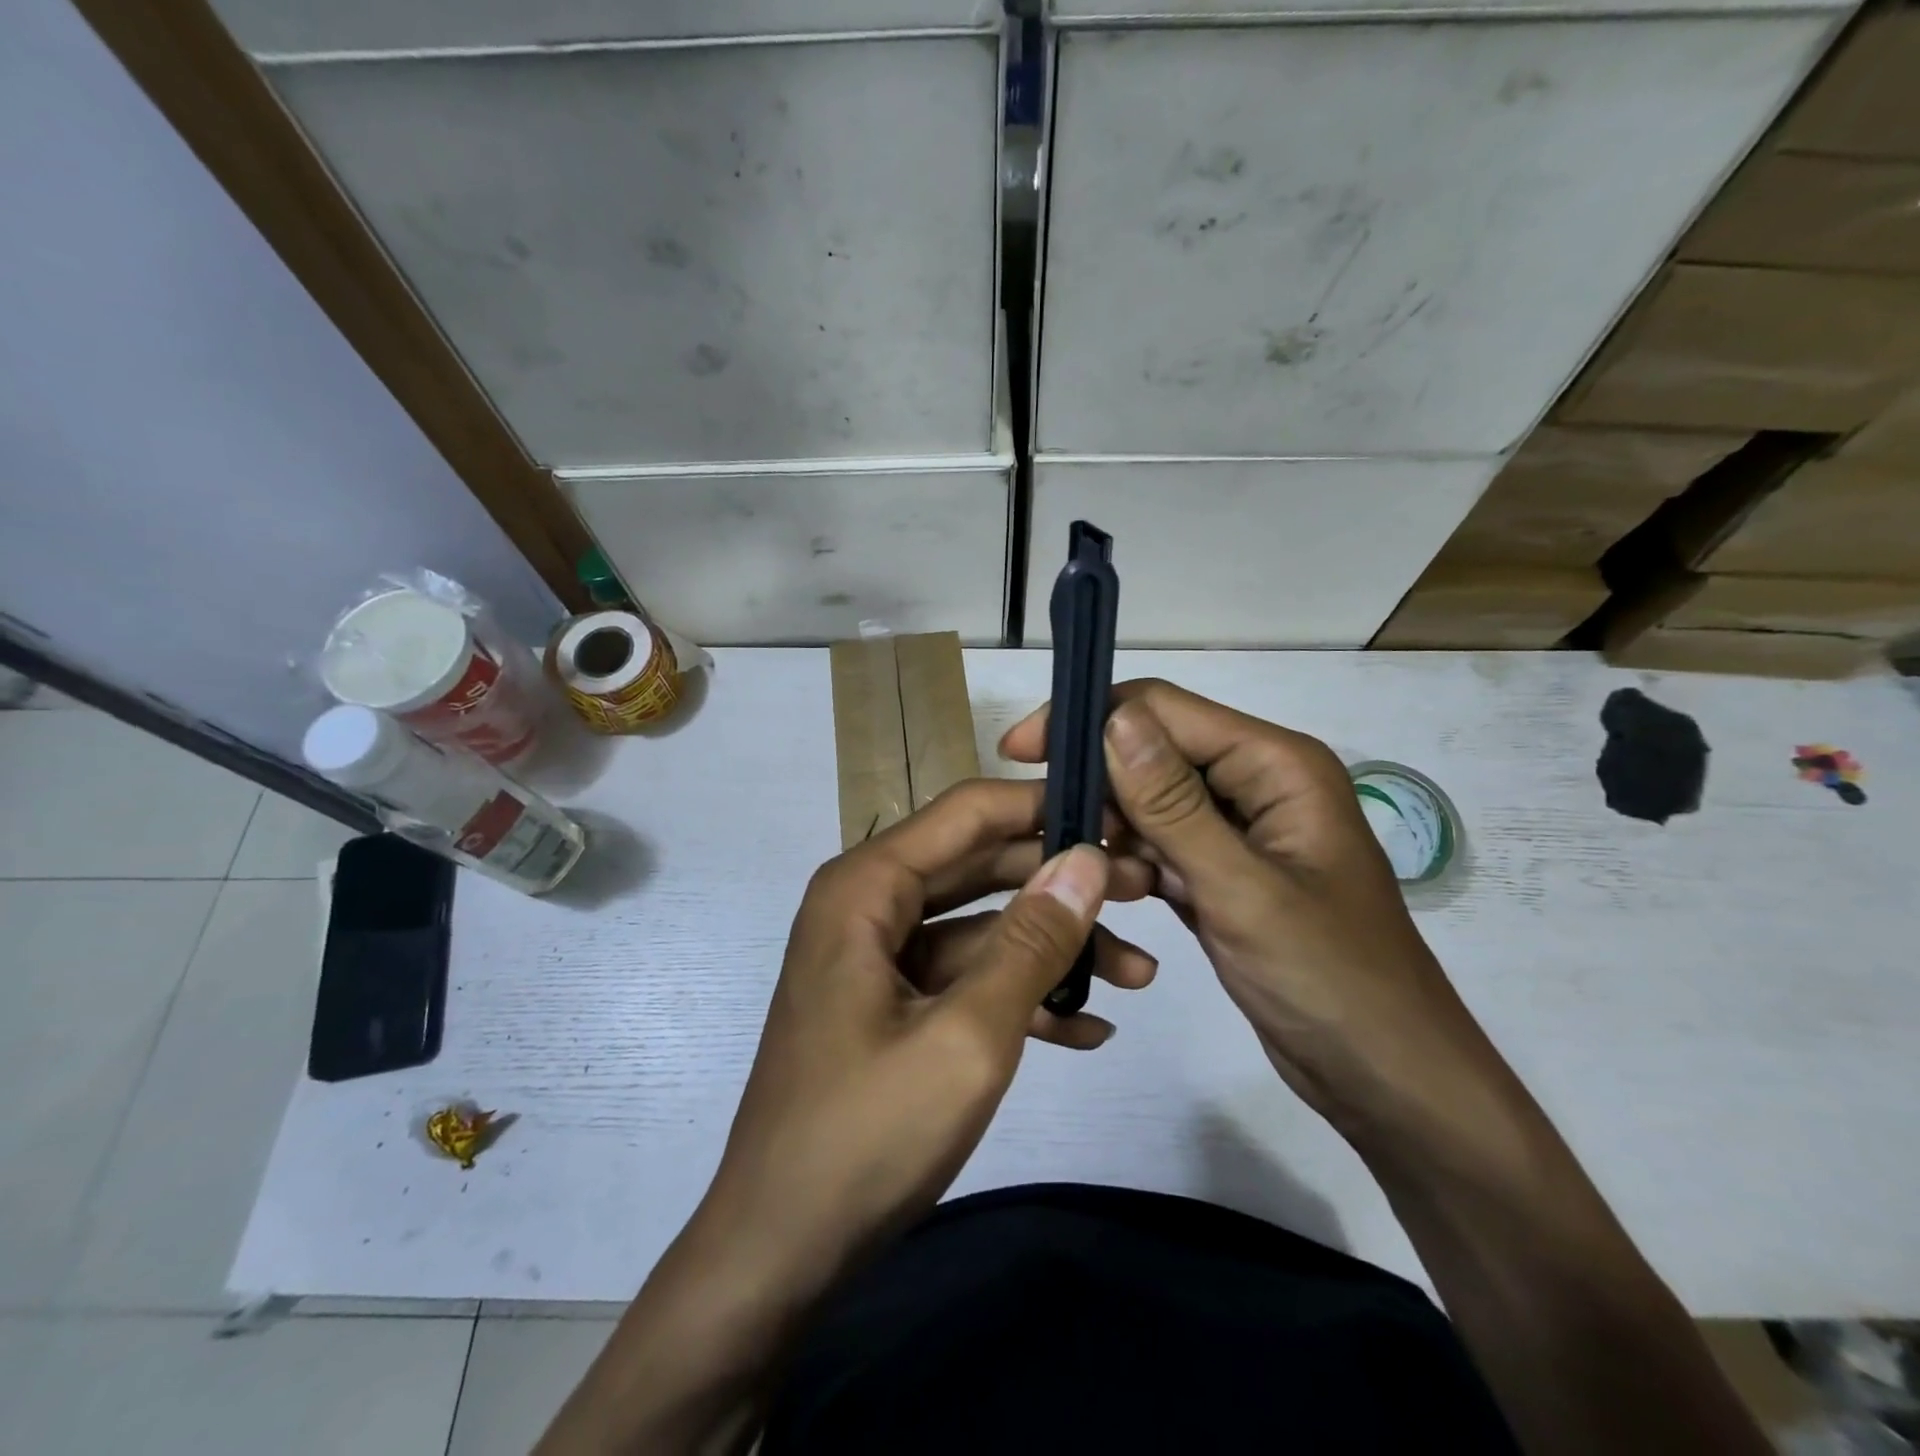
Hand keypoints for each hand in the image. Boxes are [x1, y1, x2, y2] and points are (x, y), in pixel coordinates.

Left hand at [696, 778, 1156, 1287]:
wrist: (780, 1253)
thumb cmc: (866, 1135)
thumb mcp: (968, 1037)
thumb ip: (1030, 942)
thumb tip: (1088, 858)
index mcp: (867, 887)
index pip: (970, 811)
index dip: (1047, 806)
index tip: (1121, 819)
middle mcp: (869, 905)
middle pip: (981, 864)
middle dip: (1063, 879)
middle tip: (1148, 890)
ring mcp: (880, 957)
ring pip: (981, 926)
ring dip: (1054, 946)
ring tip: (1139, 973)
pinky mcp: (892, 1005)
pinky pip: (964, 978)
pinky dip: (1021, 994)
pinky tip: (1088, 1028)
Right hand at [1001, 680, 1506, 1138]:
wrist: (1386, 1080)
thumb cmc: (1330, 980)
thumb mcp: (1242, 889)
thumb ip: (1174, 804)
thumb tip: (1114, 719)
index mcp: (1276, 764)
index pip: (1164, 709)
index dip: (1090, 719)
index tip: (1021, 751)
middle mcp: (1256, 783)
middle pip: (1154, 752)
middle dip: (1096, 780)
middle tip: (1039, 822)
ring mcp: (1239, 831)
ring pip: (1150, 802)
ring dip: (1111, 829)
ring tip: (1076, 870)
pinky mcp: (1222, 873)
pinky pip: (1160, 847)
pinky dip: (1130, 863)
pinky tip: (1105, 891)